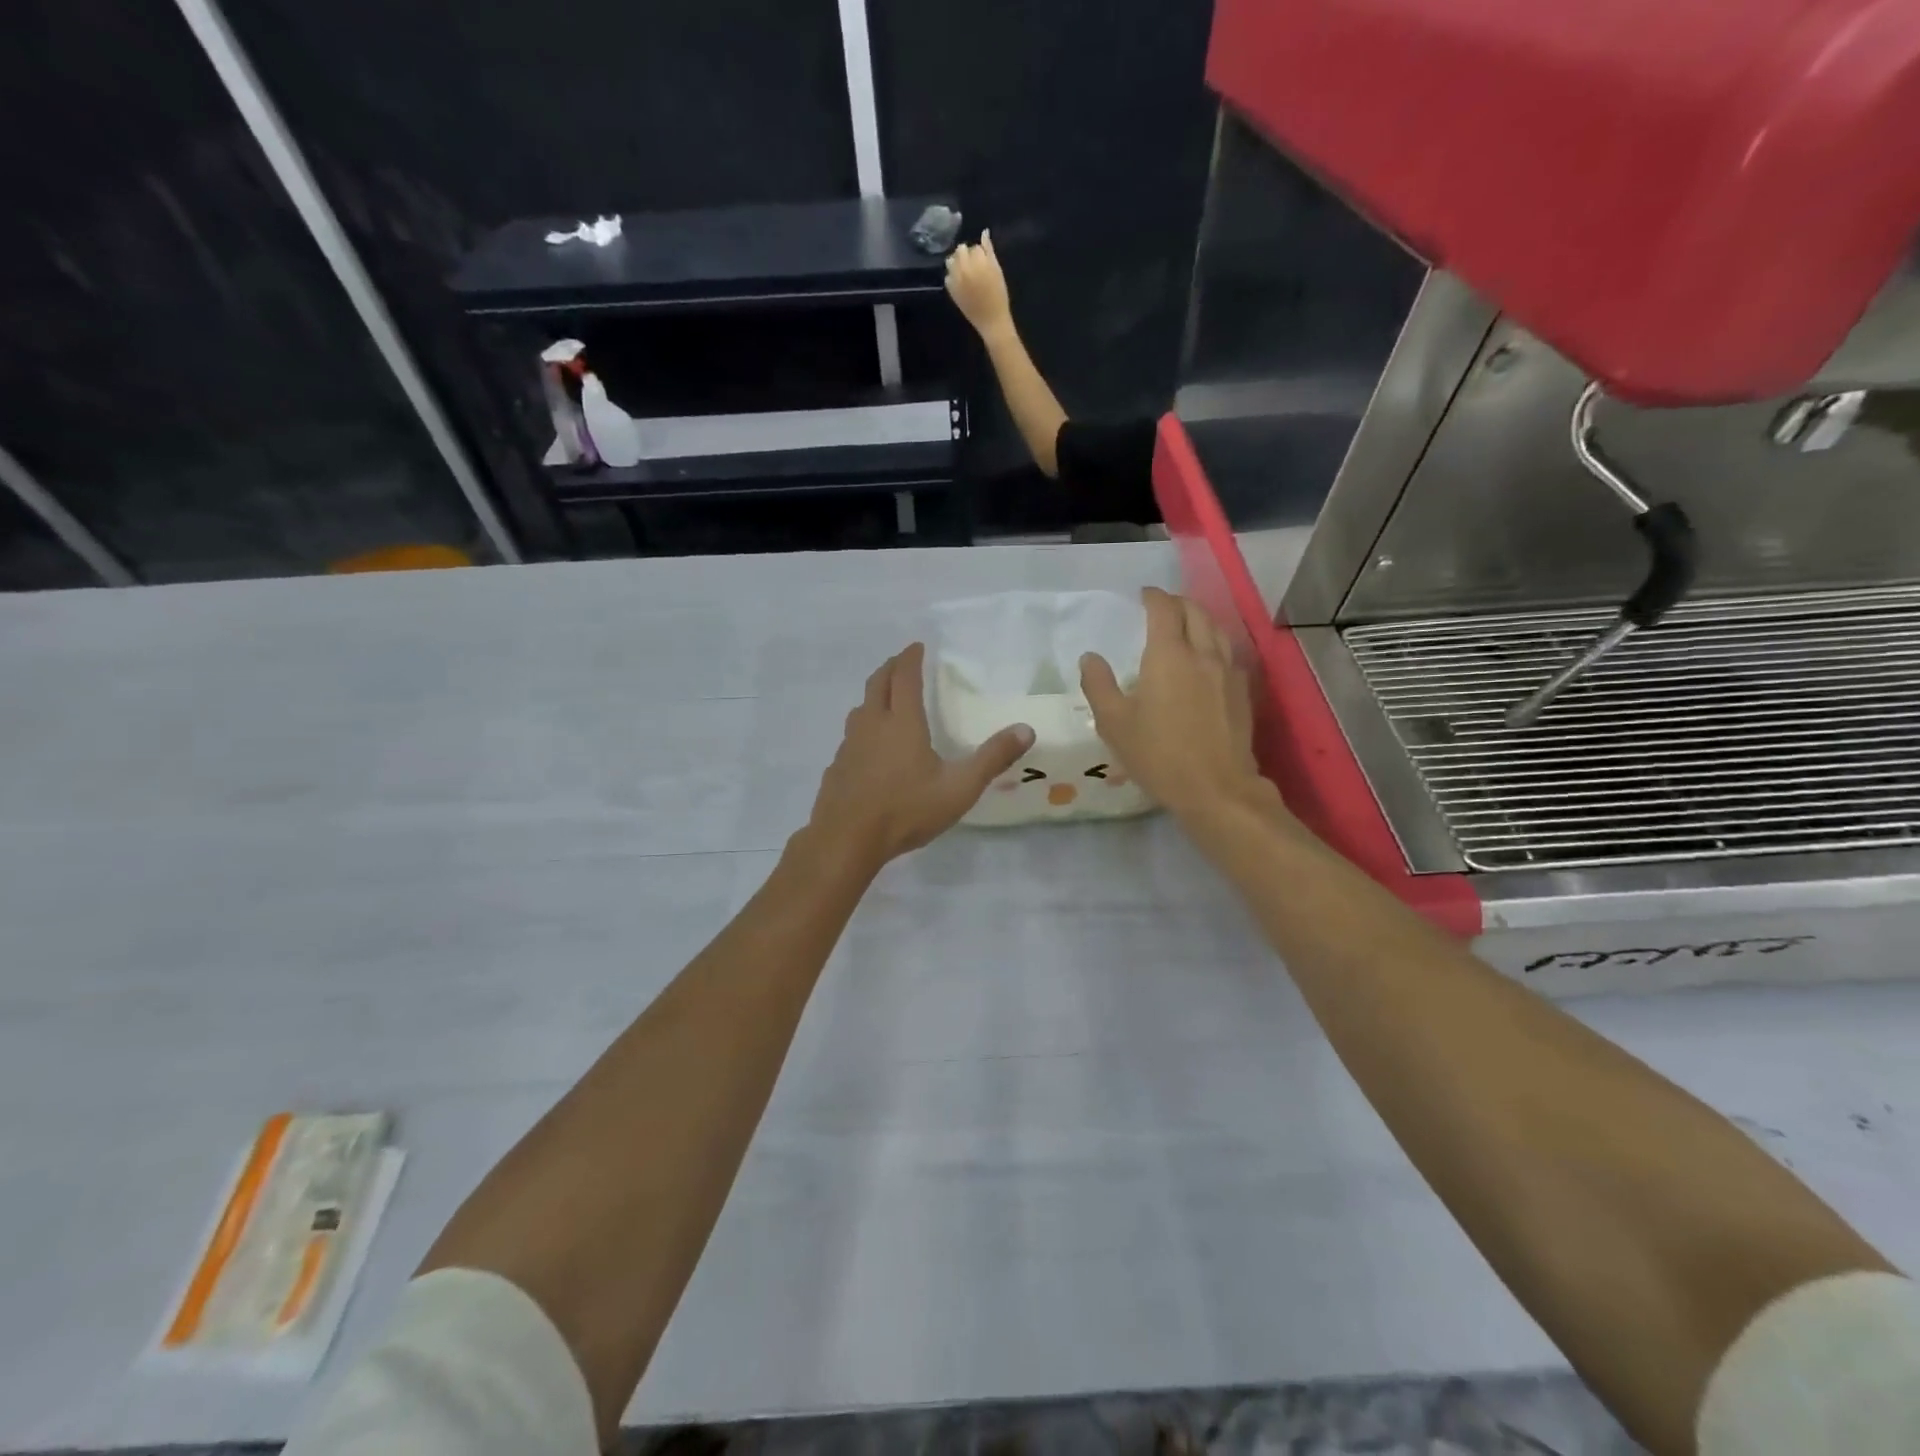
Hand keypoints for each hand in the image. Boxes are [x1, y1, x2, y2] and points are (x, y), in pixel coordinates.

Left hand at [808, 643, 1033, 868]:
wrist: (846, 840)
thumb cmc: (906, 810)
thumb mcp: (959, 788)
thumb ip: (992, 758)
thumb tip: (1026, 729)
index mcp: (901, 722)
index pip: (904, 677)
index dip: (911, 658)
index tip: (918, 646)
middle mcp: (872, 725)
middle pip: (877, 684)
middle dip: (890, 668)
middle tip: (902, 662)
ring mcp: (849, 745)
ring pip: (860, 708)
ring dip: (874, 695)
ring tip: (886, 699)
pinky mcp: (837, 766)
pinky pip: (851, 736)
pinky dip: (863, 726)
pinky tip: (870, 747)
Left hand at [944, 230, 1012, 339]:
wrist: (991, 320)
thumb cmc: (998, 295)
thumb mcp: (997, 270)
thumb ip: (989, 250)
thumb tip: (984, 233)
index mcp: (977, 260)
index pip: (974, 247)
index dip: (979, 253)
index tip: (984, 262)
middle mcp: (963, 267)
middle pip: (960, 250)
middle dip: (966, 254)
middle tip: (974, 265)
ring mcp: (955, 278)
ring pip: (950, 261)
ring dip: (956, 263)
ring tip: (965, 272)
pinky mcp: (951, 290)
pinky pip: (948, 277)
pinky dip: (953, 276)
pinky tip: (961, 283)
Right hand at [1079, 588, 1272, 820]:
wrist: (1217, 789)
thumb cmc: (1158, 755)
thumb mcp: (1114, 724)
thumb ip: (1098, 685)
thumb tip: (1090, 657)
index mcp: (1169, 655)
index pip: (1163, 609)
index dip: (1152, 596)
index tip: (1142, 596)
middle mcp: (1203, 653)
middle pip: (1195, 611)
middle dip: (1177, 602)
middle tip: (1160, 607)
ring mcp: (1228, 672)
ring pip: (1216, 629)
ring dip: (1199, 619)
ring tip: (1184, 627)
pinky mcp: (1242, 691)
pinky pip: (1228, 653)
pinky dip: (1213, 643)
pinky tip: (1205, 660)